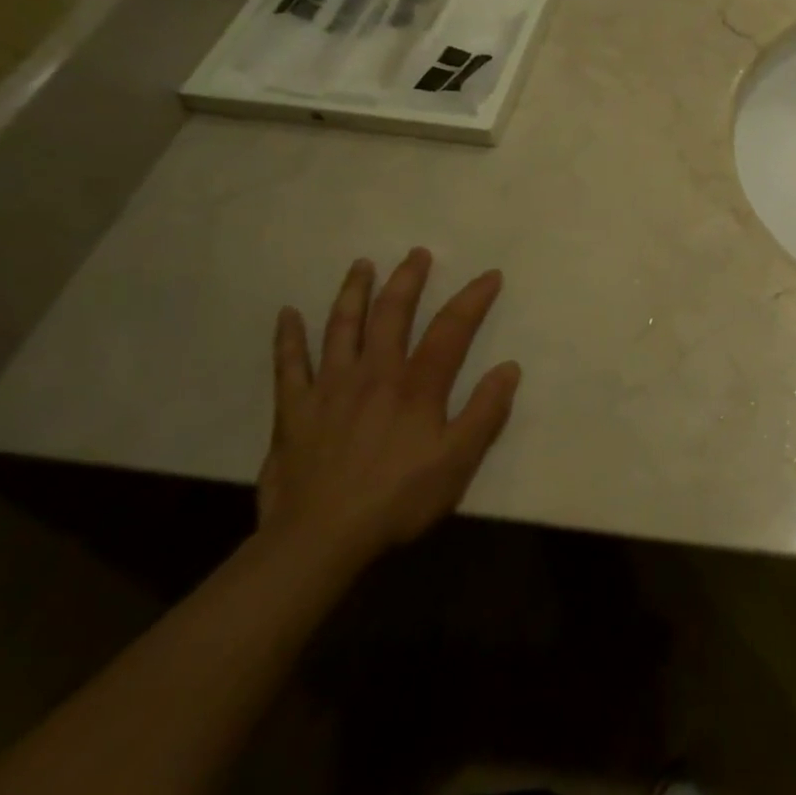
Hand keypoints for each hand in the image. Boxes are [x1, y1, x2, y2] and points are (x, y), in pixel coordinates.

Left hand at [258, 249, 520, 570]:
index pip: (451, 329)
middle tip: (416, 254)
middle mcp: (373, 374)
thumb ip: (485, 413)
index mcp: (416, 386)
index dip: (472, 299)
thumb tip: (508, 368)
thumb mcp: (458, 462)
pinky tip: (287, 315)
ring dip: (354, 293)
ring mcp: (329, 389)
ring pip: (341, 328)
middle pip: (392, 314)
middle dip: (407, 280)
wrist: (319, 541)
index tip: (489, 275)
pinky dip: (288, 338)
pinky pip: (289, 366)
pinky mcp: (293, 411)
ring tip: (362, 265)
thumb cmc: (397, 500)